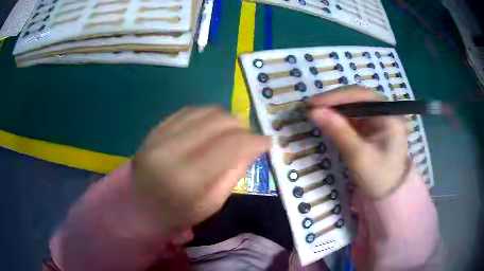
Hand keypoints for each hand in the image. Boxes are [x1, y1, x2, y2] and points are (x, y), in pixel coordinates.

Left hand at [132, 106, 269, 232]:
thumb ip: (233, 173)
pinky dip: (206, 116)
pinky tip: (211, 127)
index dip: (254, 140)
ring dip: (225, 119)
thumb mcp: (211, 204)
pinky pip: (188, 111)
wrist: (140, 208)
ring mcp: (159, 136)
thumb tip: (253, 147)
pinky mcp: (154, 129)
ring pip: (204, 111)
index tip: (268, 142)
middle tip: (248, 139)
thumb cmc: (177, 214)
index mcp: (186, 179)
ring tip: (231, 132)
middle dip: (242, 127)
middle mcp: (170, 151)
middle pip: (218, 122)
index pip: (230, 146)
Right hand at [309, 86, 408, 198]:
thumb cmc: (378, 177)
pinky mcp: (372, 126)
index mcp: (390, 116)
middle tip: (311, 107)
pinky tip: (328, 120)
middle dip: (334, 102)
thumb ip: (338, 132)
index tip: (313, 103)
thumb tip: (314, 112)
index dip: (337, 97)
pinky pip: (354, 116)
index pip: (362, 96)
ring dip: (335, 109)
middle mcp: (385, 112)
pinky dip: (339, 118)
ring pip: (354, 106)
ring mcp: (378, 118)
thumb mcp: (359, 157)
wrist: (388, 193)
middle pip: (357, 98)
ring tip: (316, 112)